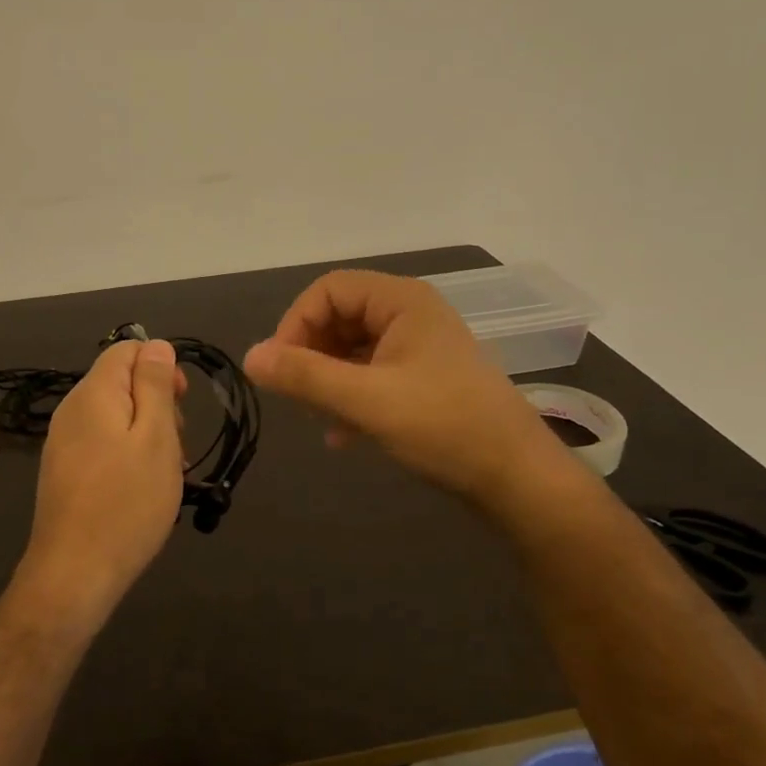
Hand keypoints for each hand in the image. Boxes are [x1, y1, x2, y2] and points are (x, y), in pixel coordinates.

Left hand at [16, 338, 185, 624]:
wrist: (76, 572)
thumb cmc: (127, 502)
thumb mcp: (156, 438)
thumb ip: (155, 385)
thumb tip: (156, 345)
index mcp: (93, 393)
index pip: (127, 349)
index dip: (161, 366)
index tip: (182, 403)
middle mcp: (72, 411)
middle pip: (121, 383)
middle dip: (157, 404)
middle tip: (176, 446)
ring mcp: (64, 443)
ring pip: (116, 417)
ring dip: (147, 435)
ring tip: (164, 473)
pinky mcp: (65, 471)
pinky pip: (103, 445)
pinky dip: (128, 456)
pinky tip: (142, 489)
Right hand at [244, 270, 575, 508]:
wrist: (514, 476)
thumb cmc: (443, 426)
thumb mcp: (366, 400)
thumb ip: (306, 376)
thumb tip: (250, 357)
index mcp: (402, 301)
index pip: (329, 290)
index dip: (296, 324)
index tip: (280, 369)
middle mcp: (411, 315)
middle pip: (340, 317)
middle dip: (312, 355)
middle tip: (297, 396)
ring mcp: (419, 348)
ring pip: (353, 350)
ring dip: (328, 380)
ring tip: (318, 418)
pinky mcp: (424, 380)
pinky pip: (372, 375)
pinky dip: (351, 398)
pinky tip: (341, 436)